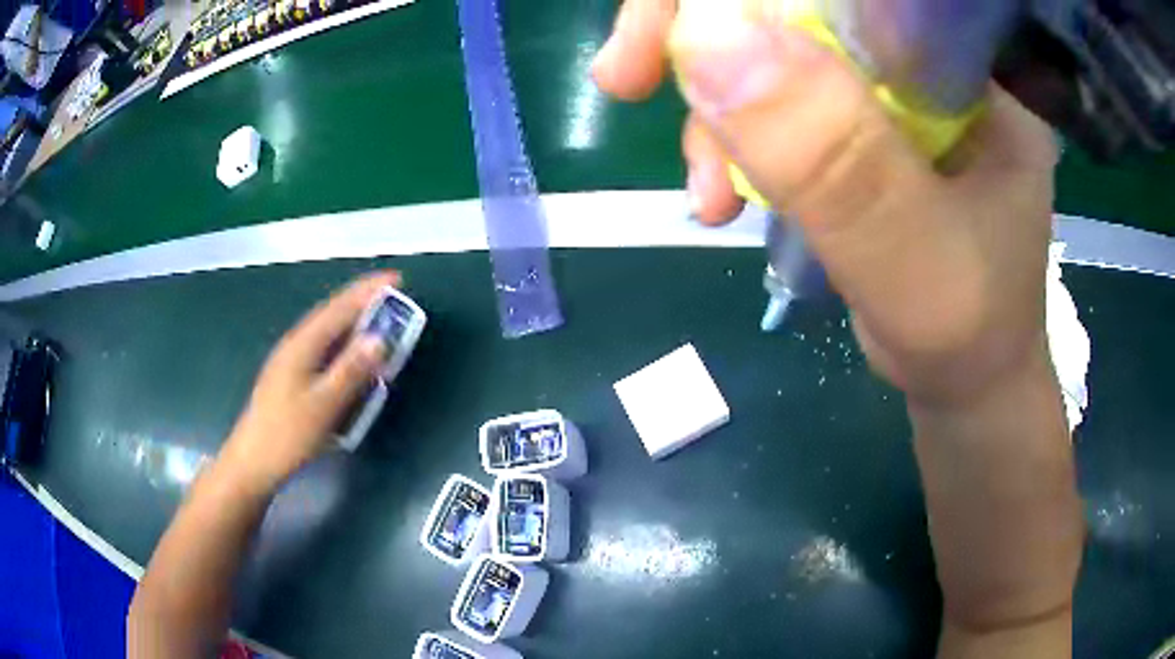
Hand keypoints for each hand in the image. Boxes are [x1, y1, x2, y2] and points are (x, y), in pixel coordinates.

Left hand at [217, 272, 398, 492]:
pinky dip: (342, 343)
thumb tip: (379, 338)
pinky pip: (322, 348)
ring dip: (352, 321)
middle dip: (362, 301)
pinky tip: (349, 355)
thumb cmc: (288, 435)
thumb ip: (351, 370)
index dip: (368, 291)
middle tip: (393, 298)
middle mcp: (295, 344)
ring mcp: (290, 360)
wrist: (253, 462)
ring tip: (377, 320)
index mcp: (303, 345)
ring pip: (326, 331)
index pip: (340, 307)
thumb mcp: (324, 405)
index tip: (397, 279)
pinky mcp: (289, 377)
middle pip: (331, 313)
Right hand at [593, 1, 1058, 405]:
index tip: (664, 38)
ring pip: (765, 50)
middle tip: (626, 78)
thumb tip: (705, 41)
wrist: (967, 373)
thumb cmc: (968, 331)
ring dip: (711, 110)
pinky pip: (768, 100)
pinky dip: (728, 141)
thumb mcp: (912, 257)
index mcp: (962, 64)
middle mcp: (920, 58)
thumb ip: (834, 159)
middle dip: (699, 34)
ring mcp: (885, 88)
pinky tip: (721, 198)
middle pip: (791, 5)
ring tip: (706, 197)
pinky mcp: (855, 123)